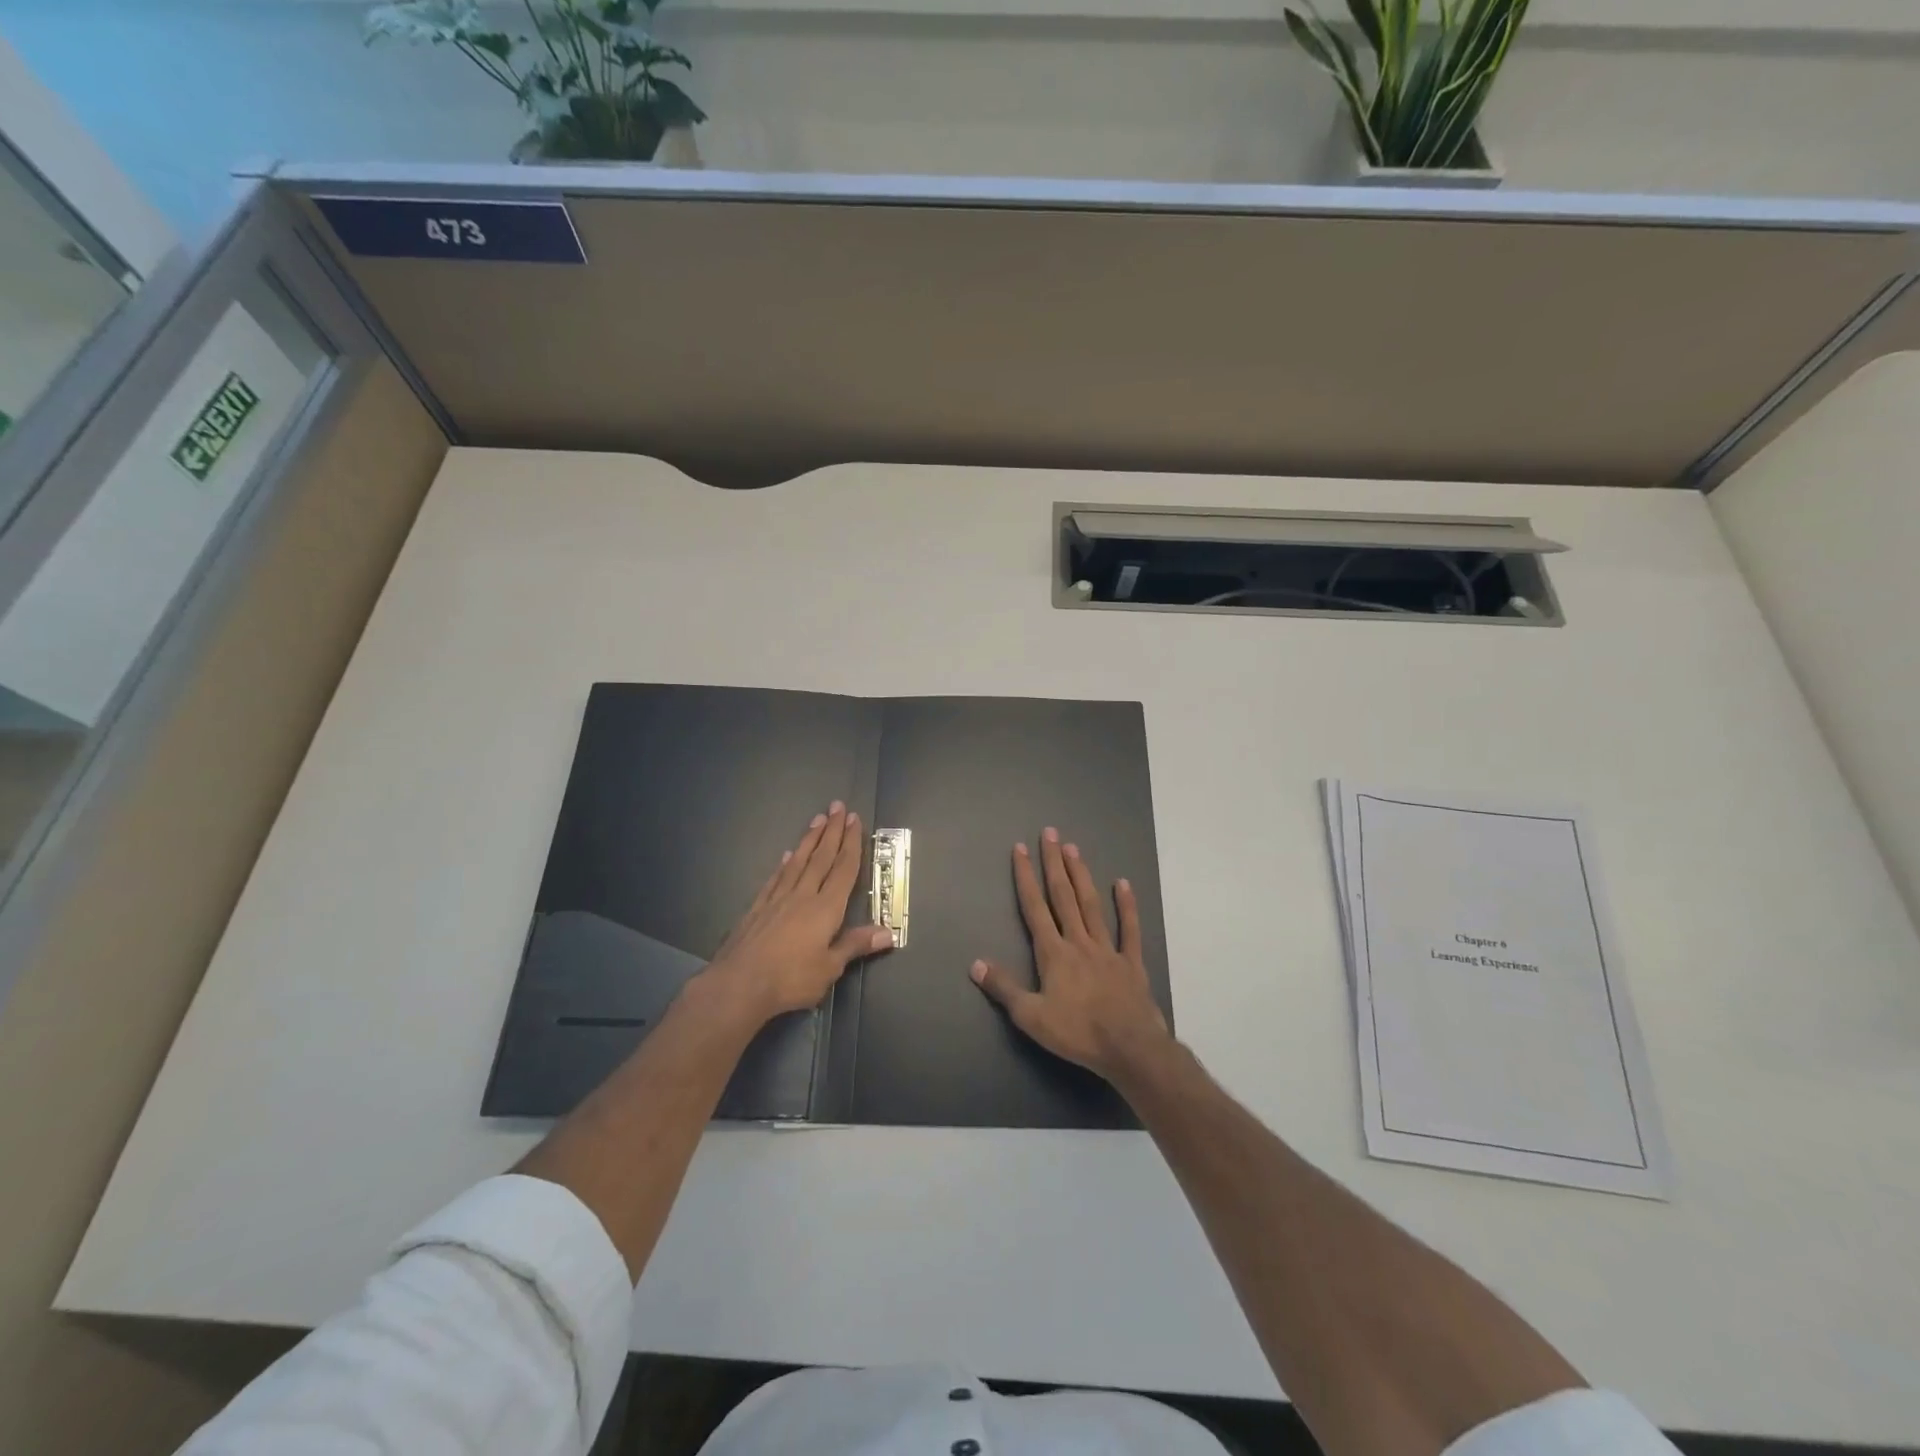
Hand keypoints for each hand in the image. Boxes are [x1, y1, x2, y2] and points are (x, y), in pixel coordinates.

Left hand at [702, 802, 894, 1022]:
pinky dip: (784, 864)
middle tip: (837, 806)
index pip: (843, 869)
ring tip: (817, 819)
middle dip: (832, 831)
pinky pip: (776, 878)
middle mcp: (803, 895)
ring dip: (809, 839)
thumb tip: (888, 933)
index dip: (851, 843)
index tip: (854, 819)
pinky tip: (787, 855)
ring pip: (798, 862)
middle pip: (821, 857)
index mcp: (826, 908)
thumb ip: (855, 945)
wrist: (738, 984)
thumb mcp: (830, 968)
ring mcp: (777, 899)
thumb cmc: (790, 978)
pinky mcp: (757, 908)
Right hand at [970, 826, 1170, 1083]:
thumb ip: (1003, 988)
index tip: (1021, 850)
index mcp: (1053, 953)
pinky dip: (1127, 906)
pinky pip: (1129, 929)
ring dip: (1081, 875)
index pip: (1034, 908)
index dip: (1026, 878)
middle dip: (1054, 864)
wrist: (1129, 1047)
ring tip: (1074, 848)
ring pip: (1091, 905)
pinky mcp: (1131, 962)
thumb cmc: (1077, 1033)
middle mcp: (1078, 941)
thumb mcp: (1031, 1016)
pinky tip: (1123, 884)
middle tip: (1050, 834)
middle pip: (1063, 896)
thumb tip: (975, 964)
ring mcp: (1107, 949)